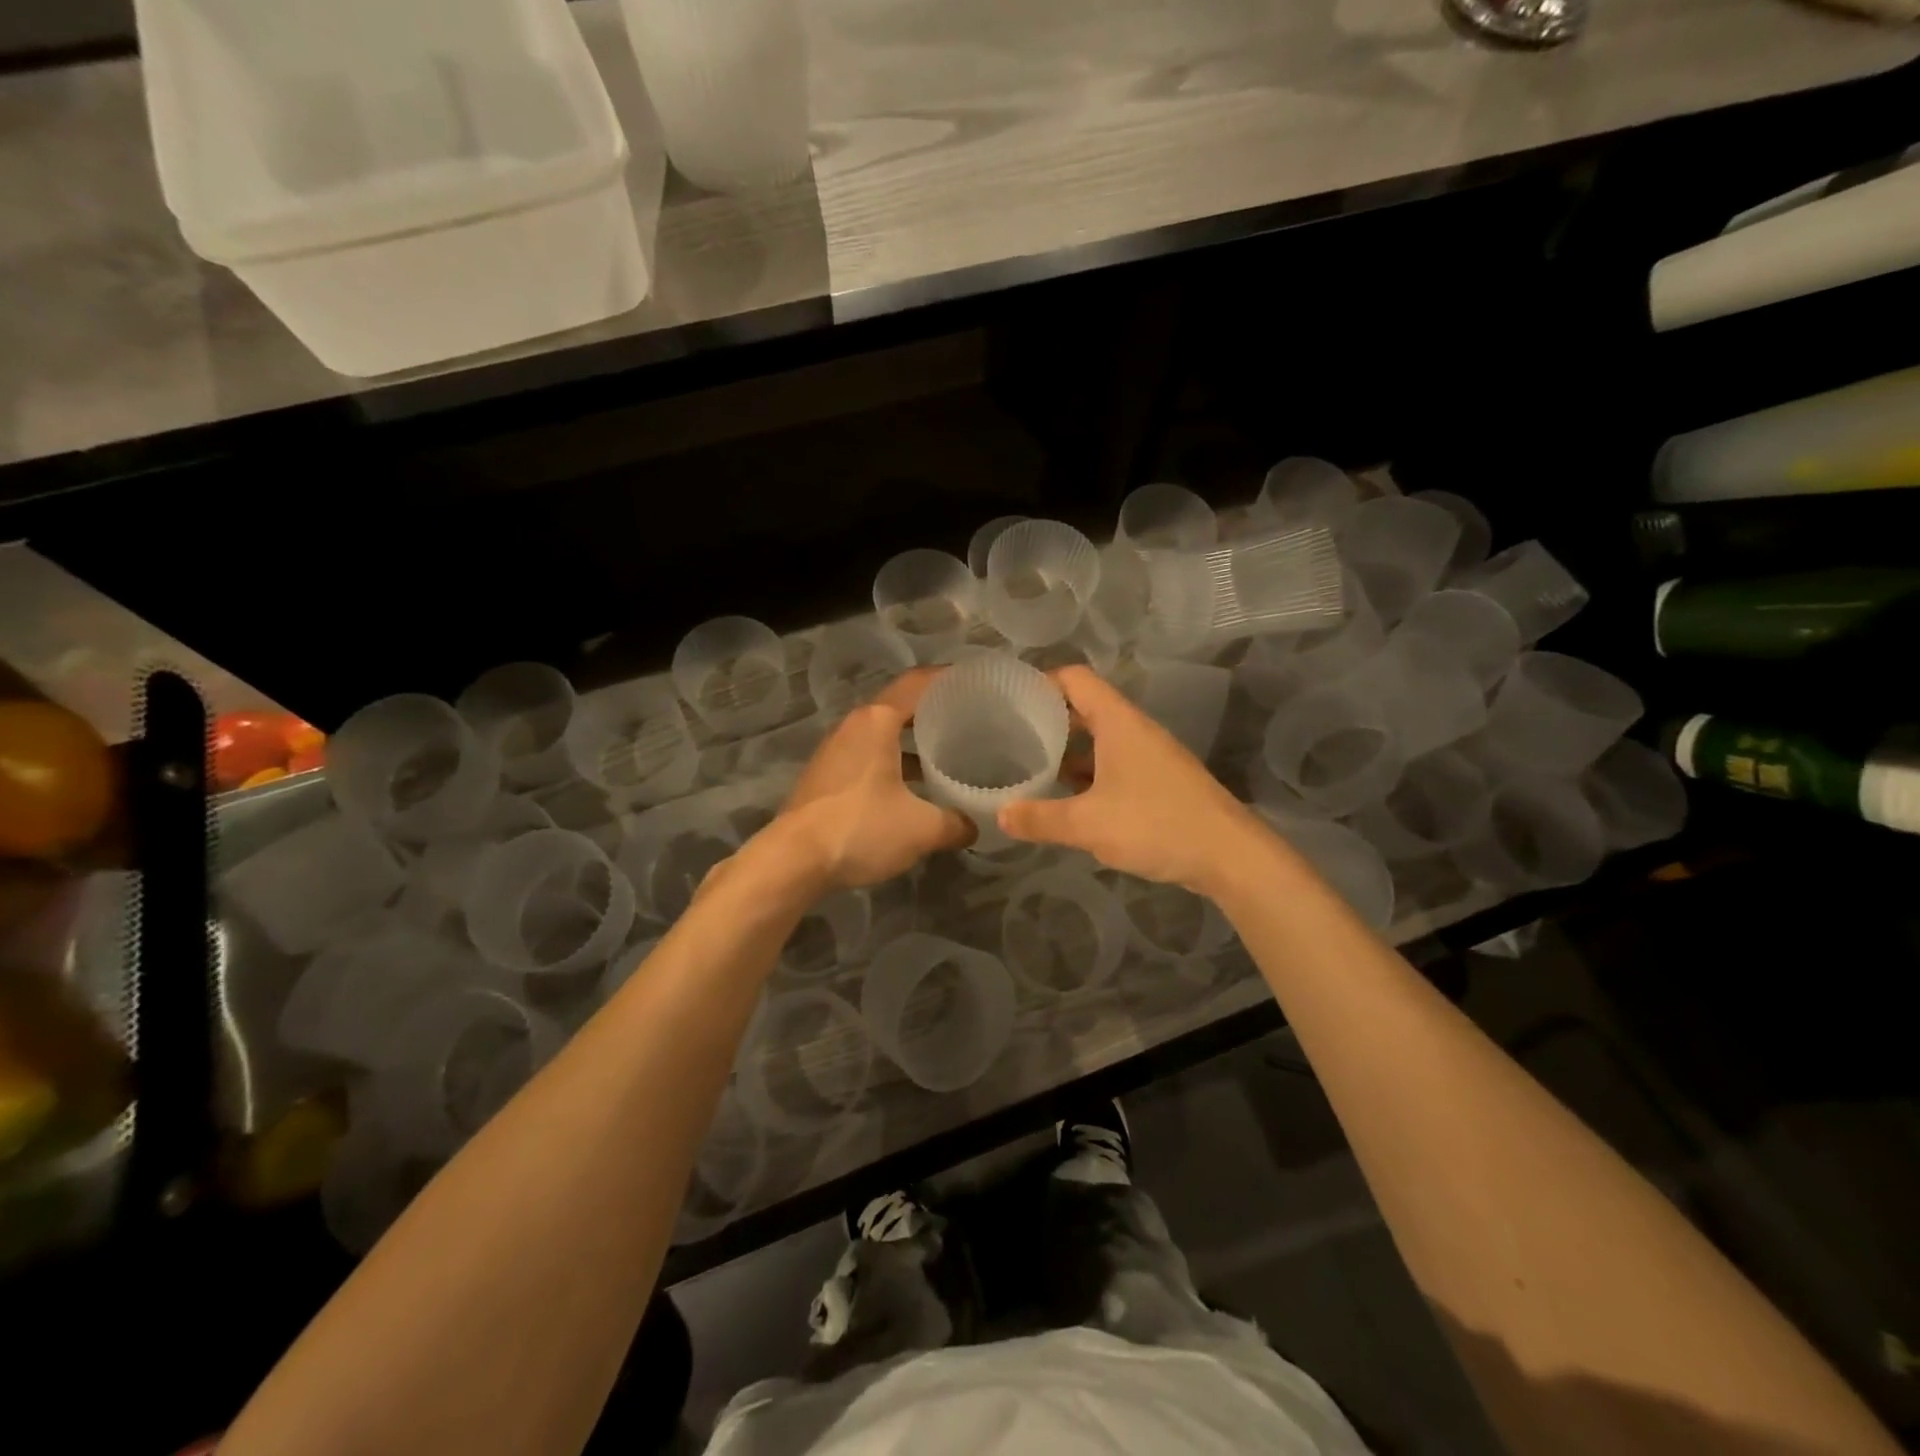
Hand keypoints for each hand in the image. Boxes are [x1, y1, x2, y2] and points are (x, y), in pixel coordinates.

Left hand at [776, 668, 974, 888]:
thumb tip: (974, 826)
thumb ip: (955, 823)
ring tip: (947, 755)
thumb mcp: (921, 829)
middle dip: (934, 712)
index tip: (976, 682)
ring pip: (882, 735)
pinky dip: (894, 762)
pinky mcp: (826, 776)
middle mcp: (853, 726)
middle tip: (970, 722)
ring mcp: (835, 751)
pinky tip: (914, 788)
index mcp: (876, 721)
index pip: (917, 683)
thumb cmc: (860, 828)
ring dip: (913, 742)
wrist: (793, 861)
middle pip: (899, 707)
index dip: (948, 678)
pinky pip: (868, 756)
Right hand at [998, 666, 1262, 895]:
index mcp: (1118, 722)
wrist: (1230, 856)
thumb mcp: (1088, 824)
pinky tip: (1069, 798)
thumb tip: (1000, 814)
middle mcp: (1135, 730)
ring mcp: (1150, 756)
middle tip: (1011, 736)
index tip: (1010, 700)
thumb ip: (1041, 818)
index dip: (1042, 681)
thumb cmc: (1156, 825)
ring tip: (1031, 766)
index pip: (1075, 679)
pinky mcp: (1160, 782)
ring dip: (1069, 750)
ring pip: (1100, 740)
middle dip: (1049, 719)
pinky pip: (1114, 765)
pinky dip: (1089, 773)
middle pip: (1086, 708)